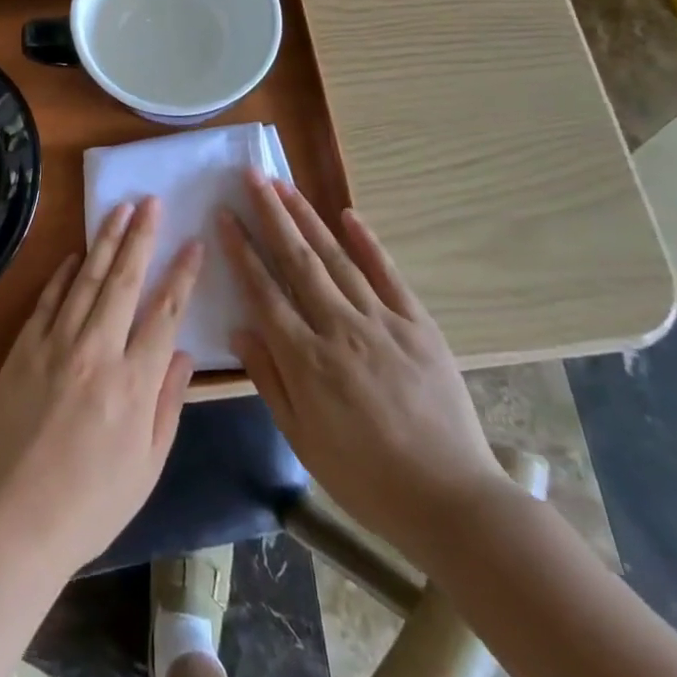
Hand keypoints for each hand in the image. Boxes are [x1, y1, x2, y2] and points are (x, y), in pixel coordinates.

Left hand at [0, 198, 202, 575]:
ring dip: (105, 241)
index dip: (182, 274)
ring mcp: (56, 345)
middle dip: (141, 237)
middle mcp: (97, 352)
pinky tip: (76, 254)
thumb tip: (183, 353)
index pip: (165, 312)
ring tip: (119, 209)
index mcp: (134, 383)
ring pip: (86, 280)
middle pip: (124, 281)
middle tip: (152, 202)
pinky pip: (48, 300)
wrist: (16, 519)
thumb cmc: (93, 502)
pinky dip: (63, 274)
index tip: (193, 243)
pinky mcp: (25, 348)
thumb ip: (168, 404)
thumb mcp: (148, 465)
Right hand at [221, 173, 505, 561]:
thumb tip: (239, 328)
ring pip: (336, 257)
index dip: (241, 249)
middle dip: (271, 214)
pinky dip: (368, 242)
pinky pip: (388, 274)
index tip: (225, 214)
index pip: (264, 290)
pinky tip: (348, 214)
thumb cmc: (365, 477)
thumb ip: (269, 379)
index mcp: (307, 360)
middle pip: (297, 260)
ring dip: (308, 217)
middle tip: (251, 176)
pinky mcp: (418, 324)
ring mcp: (382, 322)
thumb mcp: (302, 439)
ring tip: (284, 184)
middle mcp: (339, 328)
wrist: (451, 500)